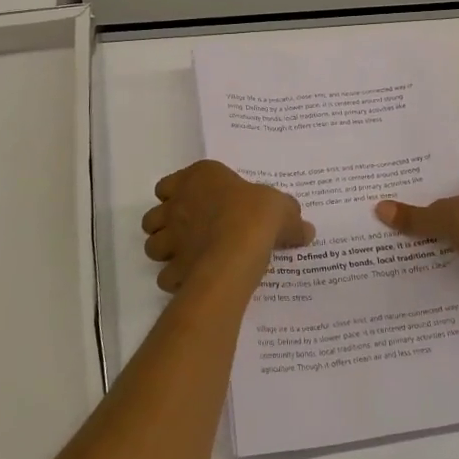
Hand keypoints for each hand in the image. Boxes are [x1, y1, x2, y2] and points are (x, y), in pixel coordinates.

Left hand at [141, 160, 313, 299]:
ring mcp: (171, 237)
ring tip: (189, 257)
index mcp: (199, 178)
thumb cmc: (255, 215)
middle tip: (190, 233)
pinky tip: (193, 280)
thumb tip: (306, 230)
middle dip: (166, 225)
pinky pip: (166, 276)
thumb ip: (291, 217)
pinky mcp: (173, 267)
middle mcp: (177, 204)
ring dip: (166, 251)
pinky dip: (175, 279)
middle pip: (155, 215)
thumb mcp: (282, 208)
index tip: (198, 205)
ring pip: (152, 245)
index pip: (169, 184)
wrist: (238, 250)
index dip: (179, 195)